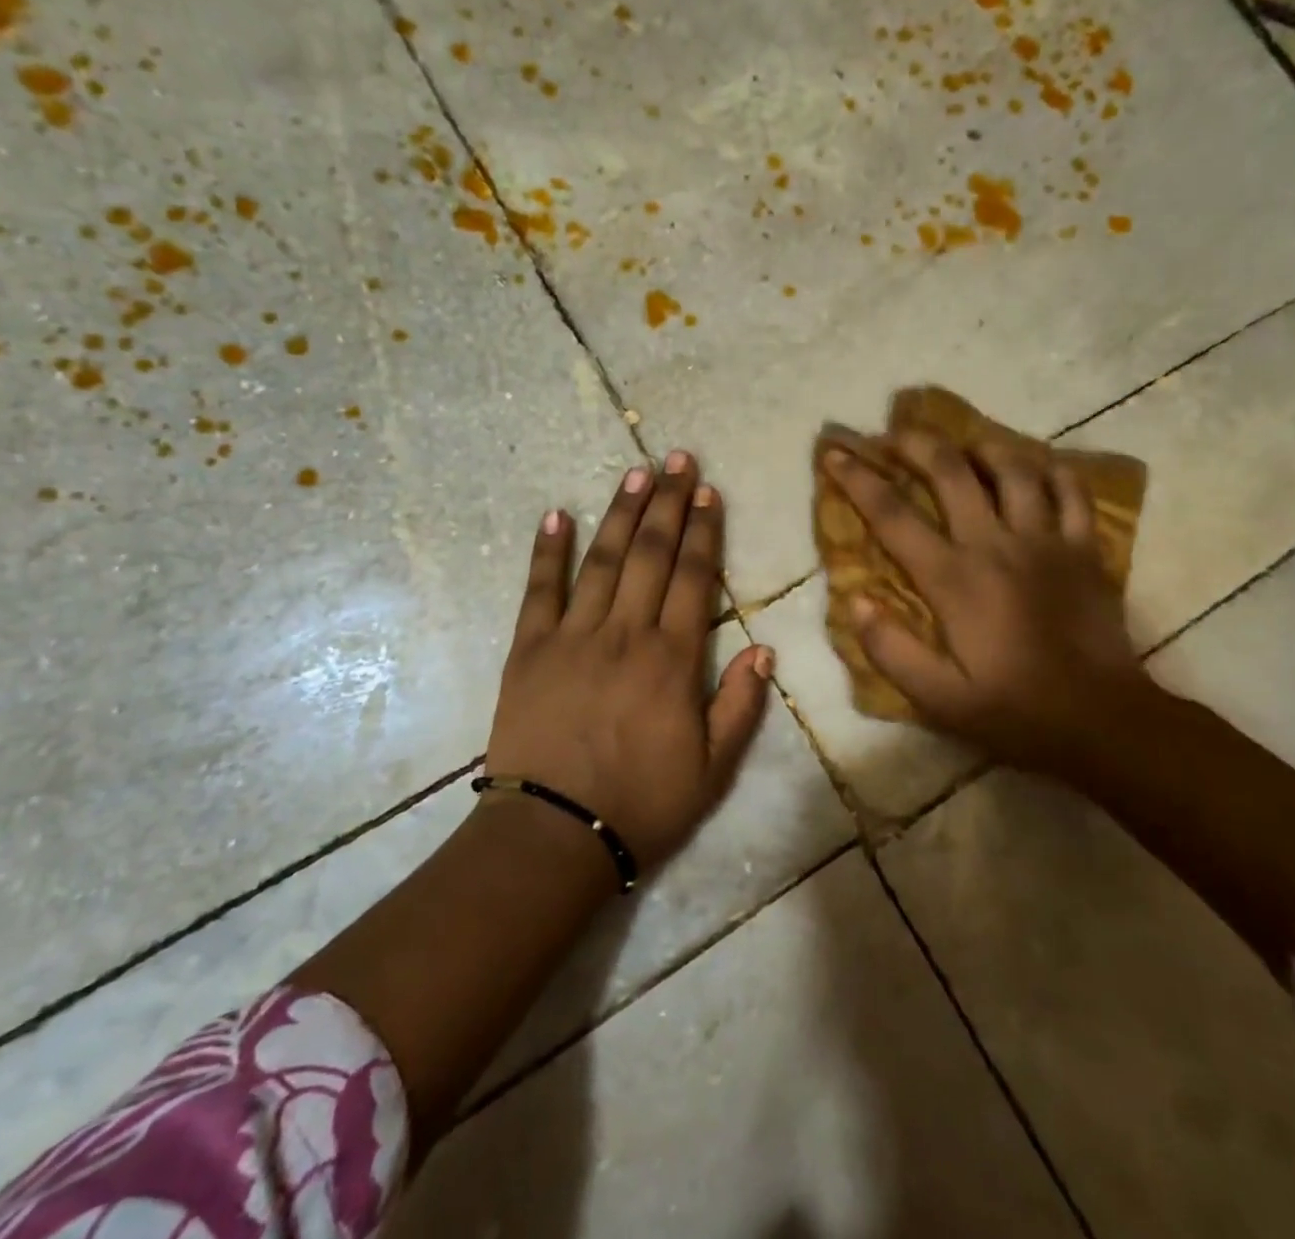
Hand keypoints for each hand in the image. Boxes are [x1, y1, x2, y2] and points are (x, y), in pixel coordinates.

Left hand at [483, 451, 773, 870]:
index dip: (704, 531)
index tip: (709, 492)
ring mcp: (573, 636)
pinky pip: (539, 590)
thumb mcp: (712, 769)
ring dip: (621, 513)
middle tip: (677, 459)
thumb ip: (740, 705)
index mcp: (672, 659)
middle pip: (651, 554)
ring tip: (636, 473)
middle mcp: (626, 632)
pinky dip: (547, 550)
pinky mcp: (529, 649)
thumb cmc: (641, 803)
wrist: (554, 835)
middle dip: (669, 503)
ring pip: (602, 560)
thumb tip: (764, 648)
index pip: (695, 578)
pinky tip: (556, 515)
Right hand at [823, 431, 1154, 777]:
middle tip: (892, 433)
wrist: (1105, 722)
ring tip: (963, 444)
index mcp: (954, 578)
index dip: (858, 479)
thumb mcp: (938, 698)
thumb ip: (890, 649)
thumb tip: (856, 600)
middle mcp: (996, 545)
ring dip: (981, 446)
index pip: (893, 515)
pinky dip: (1051, 469)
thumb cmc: (1015, 711)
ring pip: (1013, 468)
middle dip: (915, 443)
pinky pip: (1071, 491)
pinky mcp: (1084, 549)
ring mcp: (1046, 541)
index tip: (834, 452)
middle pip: (951, 471)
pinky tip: (1035, 466)